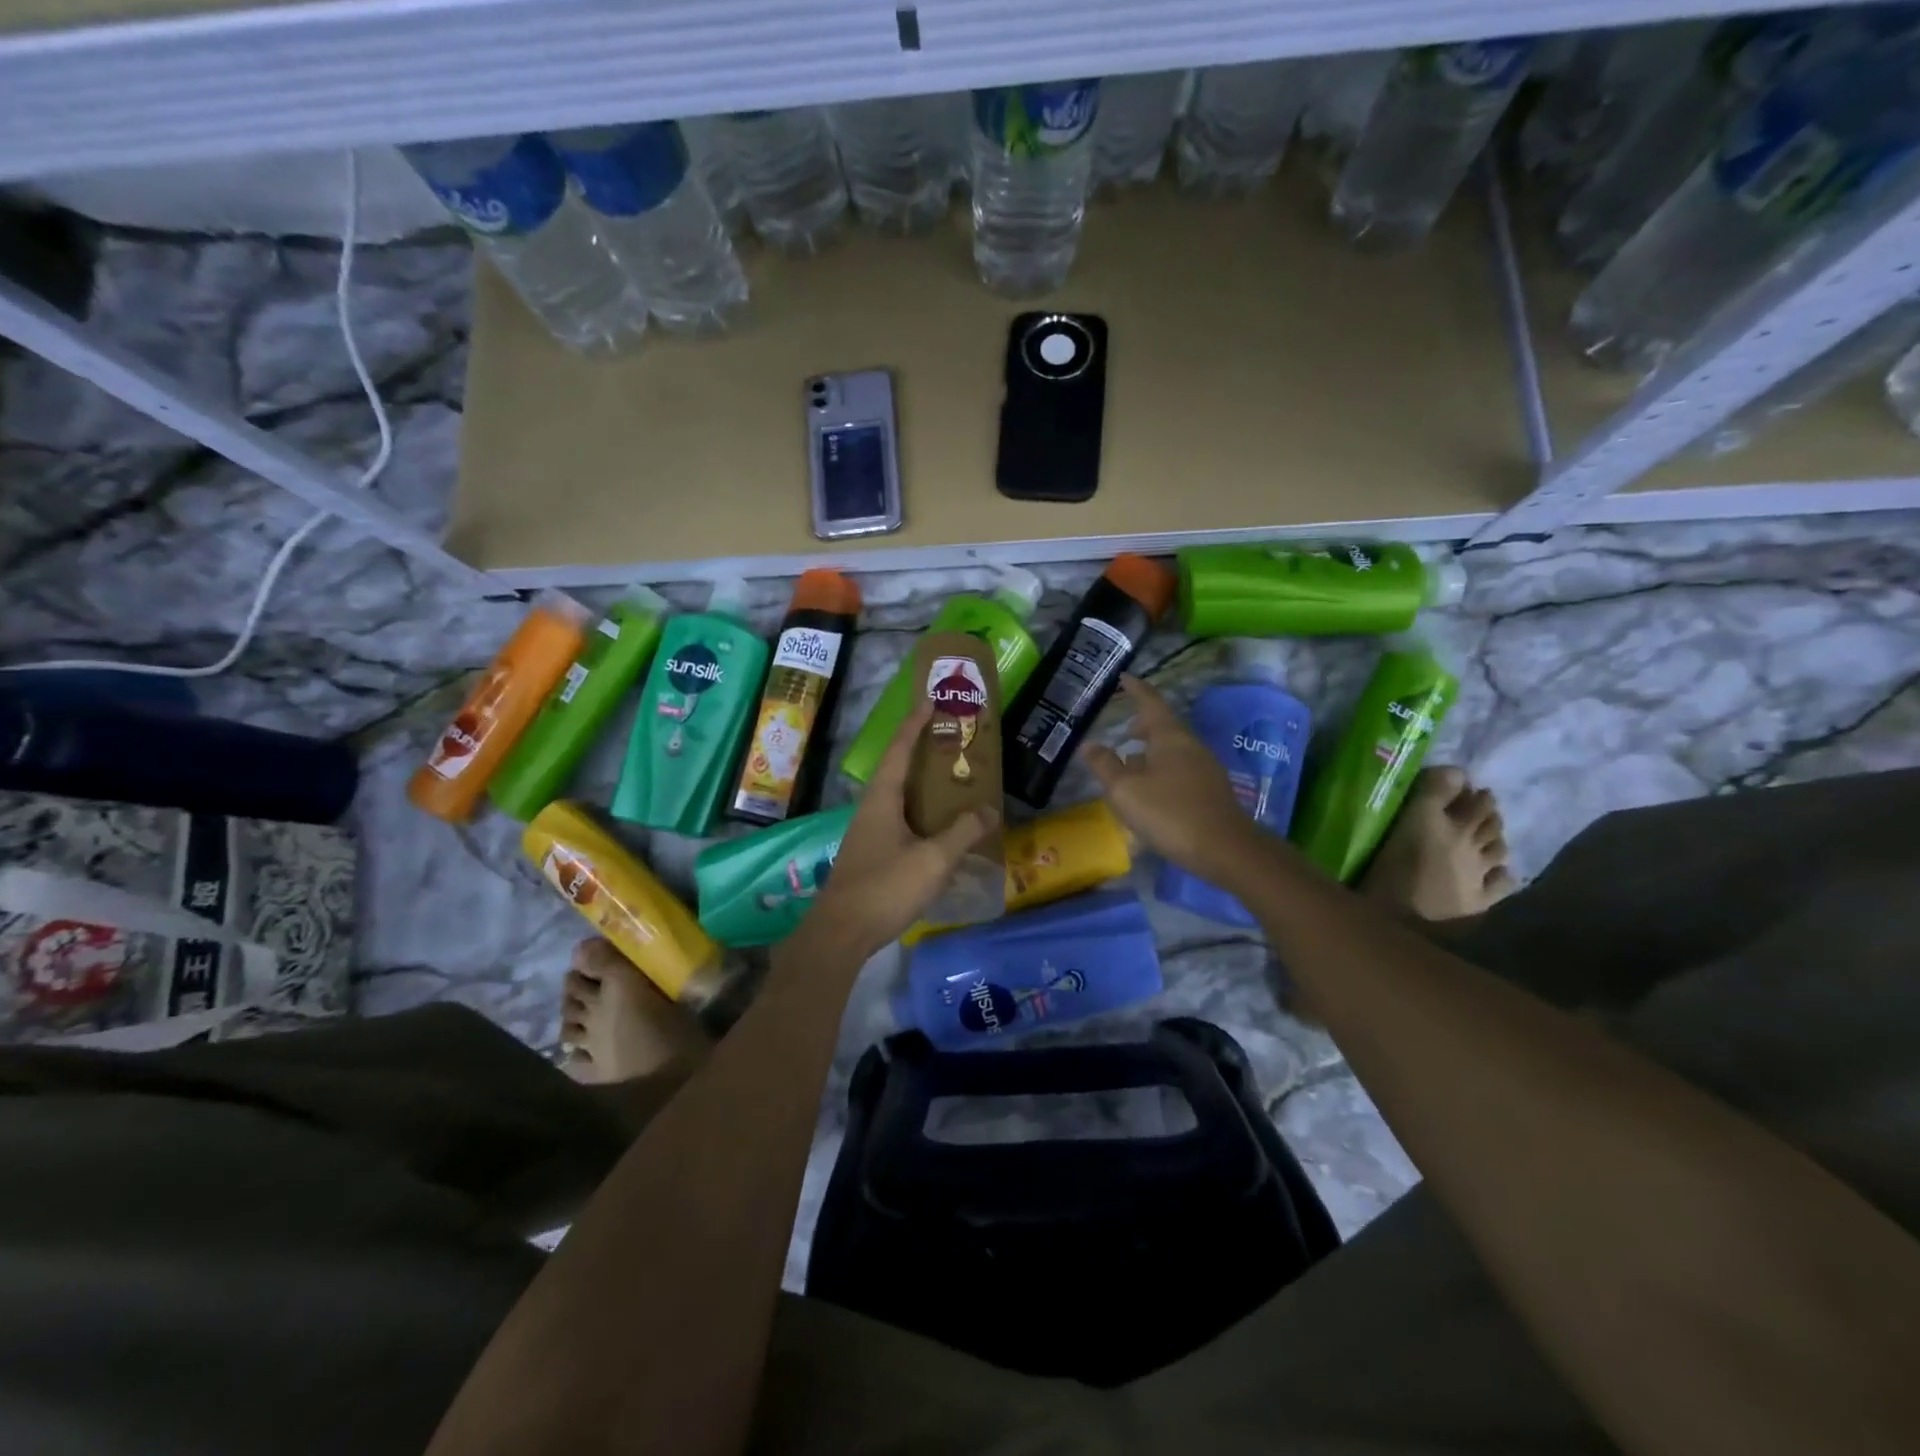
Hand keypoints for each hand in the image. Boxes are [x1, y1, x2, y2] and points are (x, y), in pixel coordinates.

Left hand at [796, 702, 998, 961]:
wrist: (841, 932)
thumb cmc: (886, 887)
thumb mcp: (933, 860)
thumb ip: (963, 833)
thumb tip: (989, 810)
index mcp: (882, 798)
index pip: (900, 750)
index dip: (915, 724)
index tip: (931, 701)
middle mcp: (871, 808)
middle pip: (897, 769)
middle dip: (922, 751)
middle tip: (951, 740)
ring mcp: (868, 832)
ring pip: (898, 797)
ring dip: (922, 784)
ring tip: (952, 780)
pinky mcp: (870, 854)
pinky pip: (899, 820)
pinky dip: (920, 812)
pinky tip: (938, 827)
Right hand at [1082, 675, 1259, 881]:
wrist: (1224, 849)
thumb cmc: (1169, 813)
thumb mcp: (1125, 790)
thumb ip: (1104, 765)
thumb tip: (1089, 744)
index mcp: (1170, 737)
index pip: (1150, 702)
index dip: (1136, 689)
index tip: (1123, 678)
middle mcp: (1190, 745)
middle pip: (1164, 726)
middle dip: (1143, 725)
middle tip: (1124, 729)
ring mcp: (1205, 768)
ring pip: (1172, 750)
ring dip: (1151, 751)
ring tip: (1130, 763)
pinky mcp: (1211, 791)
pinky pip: (1180, 769)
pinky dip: (1161, 770)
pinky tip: (1151, 791)